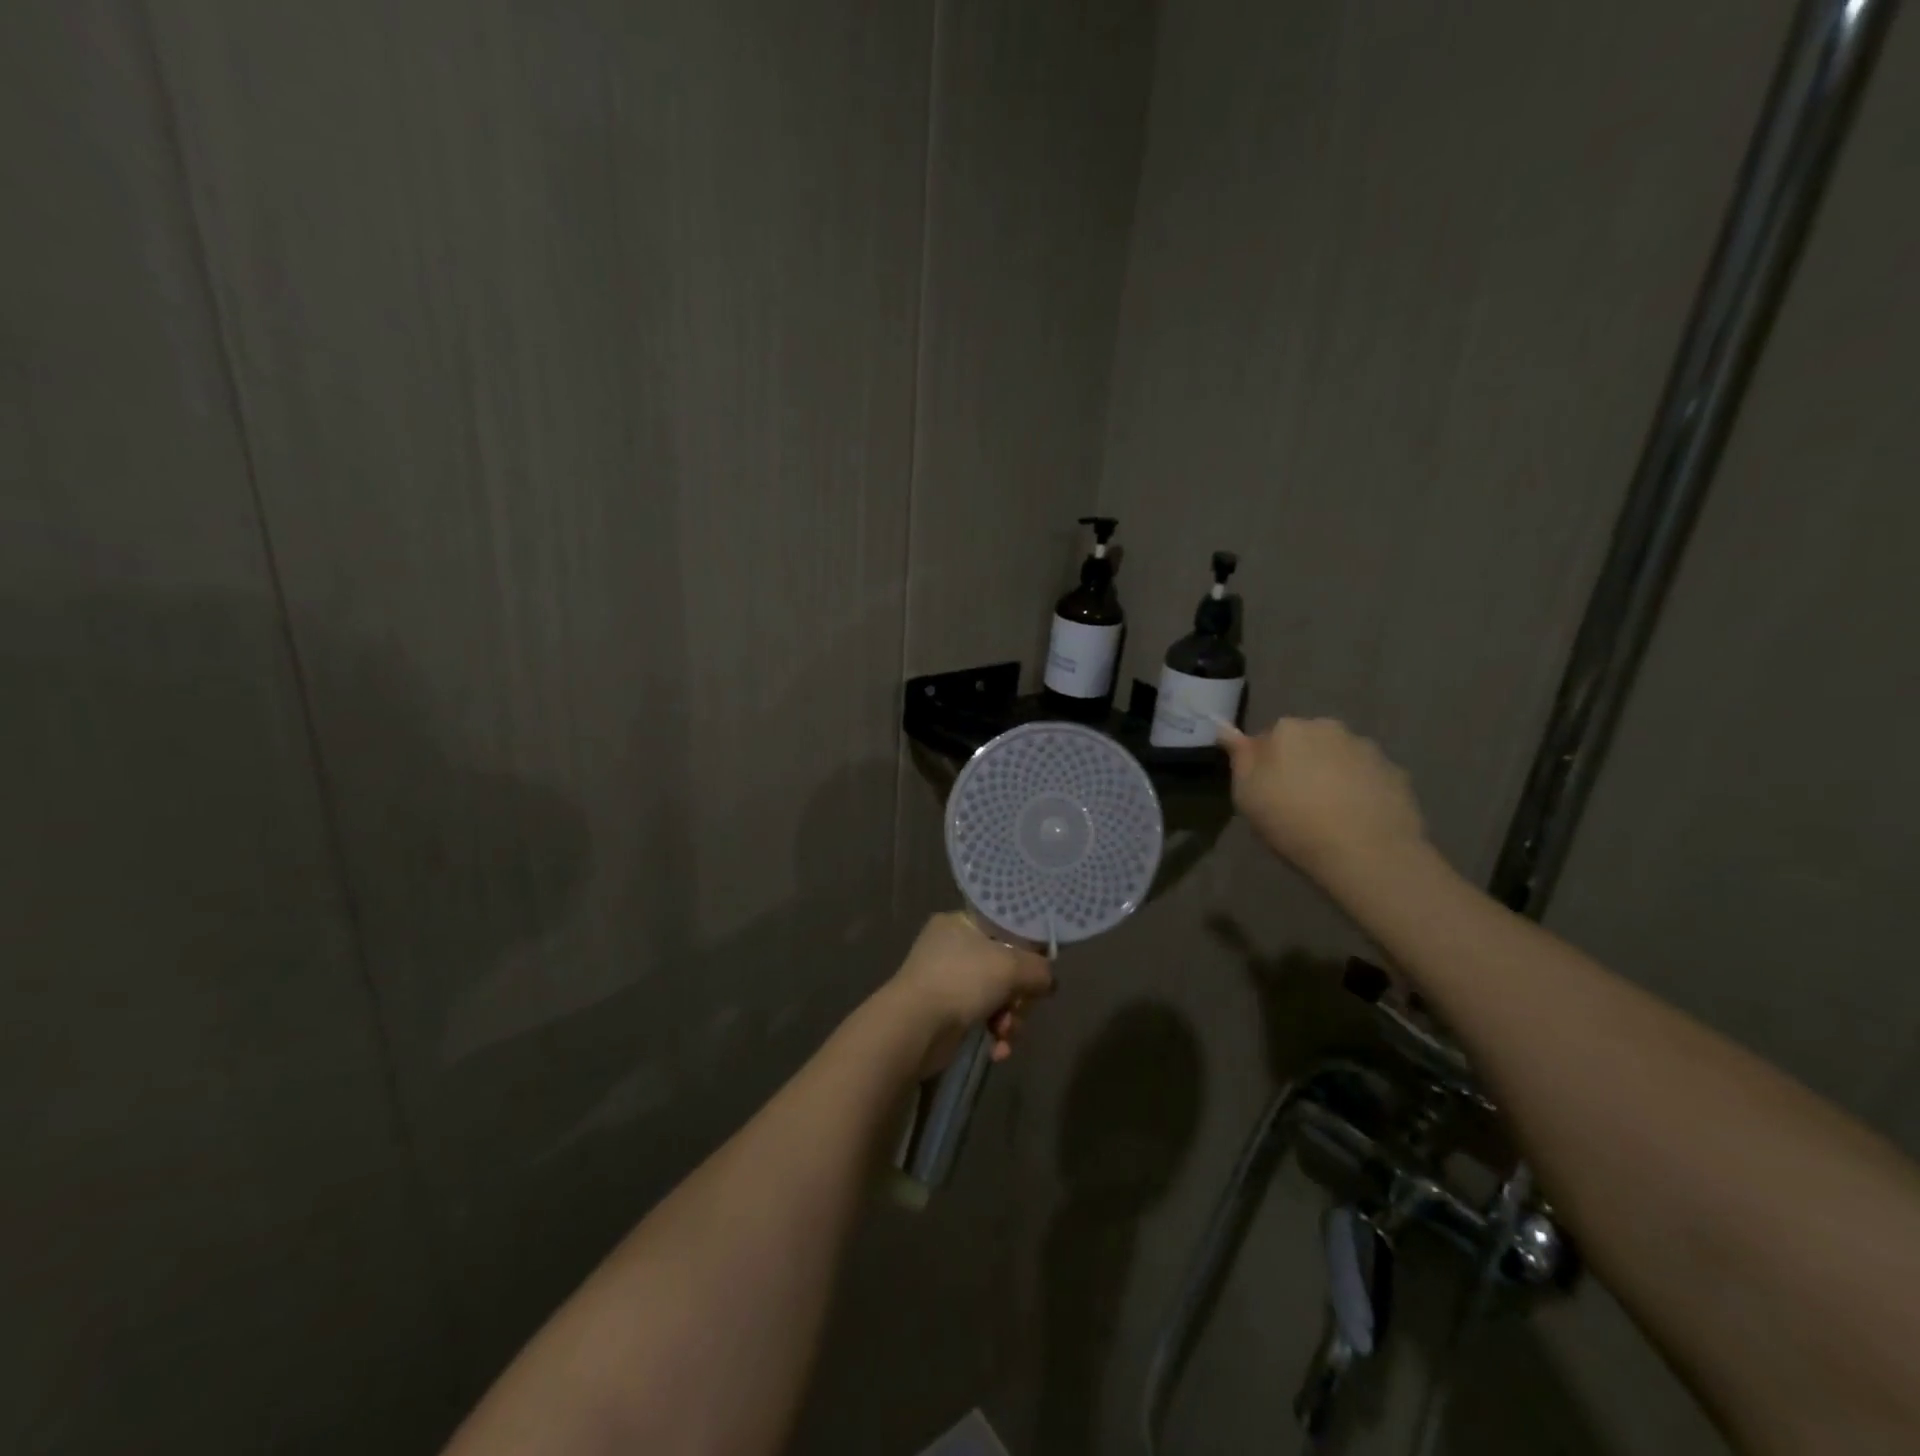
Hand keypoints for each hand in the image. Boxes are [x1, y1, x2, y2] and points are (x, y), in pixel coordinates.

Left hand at [887, 912, 1053, 1077]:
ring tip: (1006, 1033)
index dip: (1027, 949)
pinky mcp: (946, 1013)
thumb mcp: (1011, 966)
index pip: (1004, 928)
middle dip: (1019, 995)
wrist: (915, 1027)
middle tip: (1020, 1007)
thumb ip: (1039, 969)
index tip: (1040, 969)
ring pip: (997, 996)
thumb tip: (1048, 980)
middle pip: (1004, 966)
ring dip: (1010, 1019)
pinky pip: (982, 1018)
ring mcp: (947, 981)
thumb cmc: (962, 981)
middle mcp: (951, 947)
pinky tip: (997, 1049)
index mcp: (960, 923)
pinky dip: (994, 1034)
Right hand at [1219, 718, 1428, 889]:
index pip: (1267, 739)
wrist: (1366, 852)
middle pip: (1305, 742)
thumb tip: (1223, 726)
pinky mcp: (1395, 771)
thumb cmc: (1293, 822)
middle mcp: (1327, 727)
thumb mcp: (1247, 794)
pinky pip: (1366, 775)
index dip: (1265, 766)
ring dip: (1331, 774)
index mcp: (1287, 730)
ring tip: (1330, 813)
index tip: (1267, 792)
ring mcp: (1365, 748)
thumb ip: (1239, 756)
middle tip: (1297, 802)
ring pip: (1338, 756)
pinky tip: (1357, 818)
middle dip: (1300, 763)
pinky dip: (1360, 789)